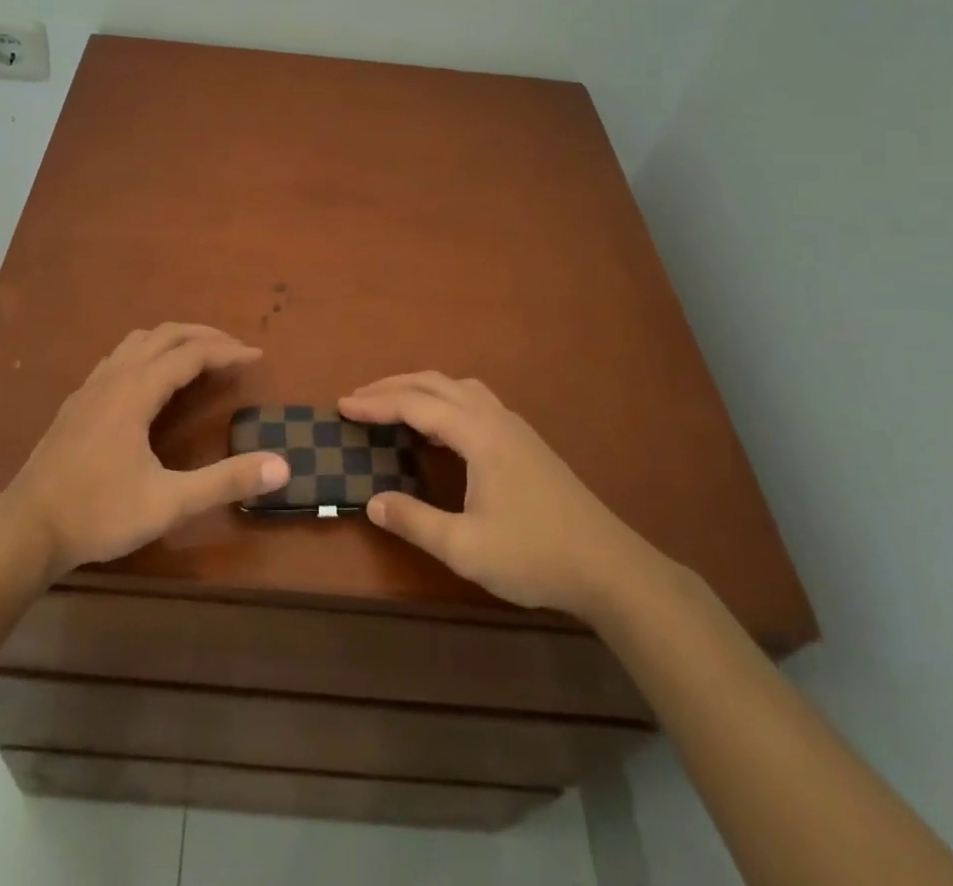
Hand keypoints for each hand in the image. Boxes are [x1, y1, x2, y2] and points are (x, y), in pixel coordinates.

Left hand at [0, 324, 288, 579]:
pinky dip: (147, 353)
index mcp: (137, 391)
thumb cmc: (99, 513)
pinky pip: (119, 357)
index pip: (191, 354)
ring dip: (173, 339)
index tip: (257, 357)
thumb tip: (282, 466)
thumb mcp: (169, 503)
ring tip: (198, 356)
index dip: (227, 352)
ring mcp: (91, 387)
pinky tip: (150, 380)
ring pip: (137, 341)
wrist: (26, 529)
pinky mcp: (77, 402)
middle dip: (204, 336)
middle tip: (235, 350)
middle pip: (164, 335)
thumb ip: (225, 481)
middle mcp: (114, 376)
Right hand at [339, 372, 662, 619]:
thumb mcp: (466, 548)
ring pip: (458, 387)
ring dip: (420, 388)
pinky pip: (474, 400)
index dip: (376, 404)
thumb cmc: (535, 556)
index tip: (342, 406)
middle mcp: (495, 418)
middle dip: (392, 386)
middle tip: (357, 399)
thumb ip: (415, 521)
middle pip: (435, 384)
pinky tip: (440, 427)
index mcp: (479, 434)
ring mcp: (514, 427)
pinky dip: (444, 400)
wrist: (610, 568)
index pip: (416, 405)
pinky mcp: (525, 441)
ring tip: (393, 404)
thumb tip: (371, 501)